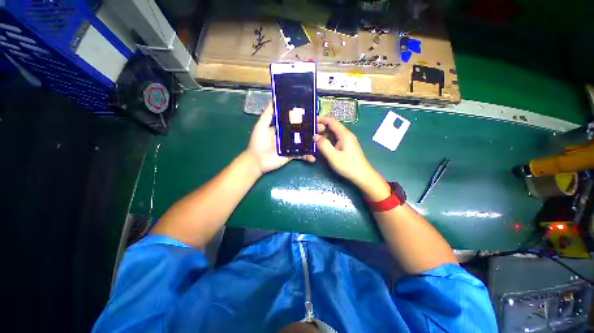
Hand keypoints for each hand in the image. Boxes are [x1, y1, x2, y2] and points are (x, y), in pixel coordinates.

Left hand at [246, 103, 314, 174]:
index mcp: (282, 128)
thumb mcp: (261, 126)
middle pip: (302, 131)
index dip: (304, 118)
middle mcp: (288, 136)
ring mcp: (291, 146)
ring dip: (313, 141)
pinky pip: (301, 155)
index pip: (295, 121)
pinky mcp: (292, 155)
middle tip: (321, 127)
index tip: (313, 114)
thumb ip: (267, 115)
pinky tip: (314, 157)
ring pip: (304, 142)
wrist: (256, 161)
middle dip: (312, 129)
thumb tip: (273, 100)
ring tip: (321, 139)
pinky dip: (308, 156)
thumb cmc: (257, 142)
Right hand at [314, 116, 389, 200]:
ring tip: (313, 140)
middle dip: (320, 129)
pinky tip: (321, 147)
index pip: (332, 121)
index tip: (311, 121)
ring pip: (333, 134)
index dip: (321, 119)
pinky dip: (327, 141)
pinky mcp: (346, 147)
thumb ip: (323, 145)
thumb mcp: (333, 156)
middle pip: (332, 127)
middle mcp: (346, 135)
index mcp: (344, 135)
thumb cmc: (348, 166)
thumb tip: (315, 136)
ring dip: (323, 136)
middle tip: (310, 134)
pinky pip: (335, 140)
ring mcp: (346, 141)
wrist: (362, 176)